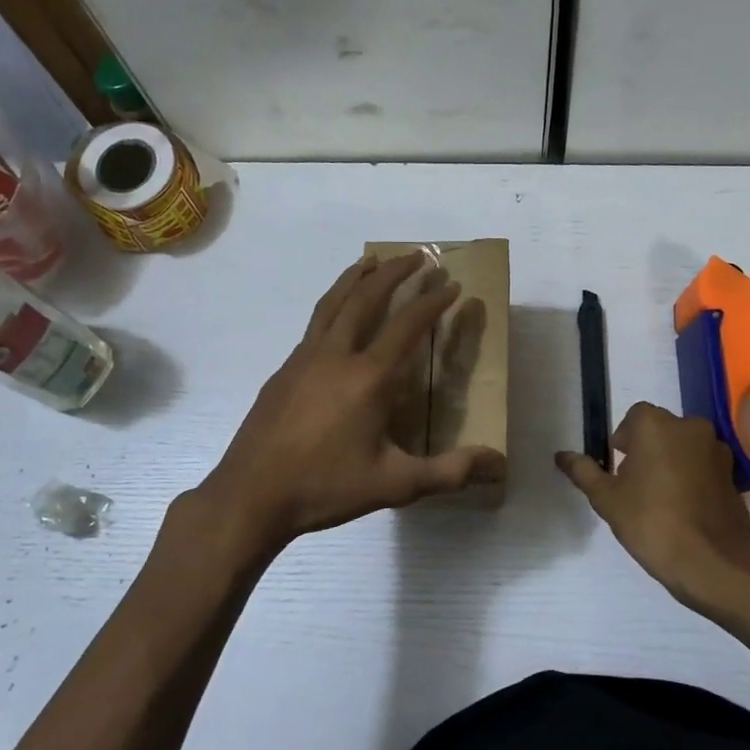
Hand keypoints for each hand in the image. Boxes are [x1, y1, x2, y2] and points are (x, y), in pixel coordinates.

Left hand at [200, 253, 504, 549]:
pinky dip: (331, 305)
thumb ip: (448, 471)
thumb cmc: (326, 487)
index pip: (408, 325)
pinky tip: (335, 318)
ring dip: (355, 278)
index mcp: (368, 377)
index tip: (451, 284)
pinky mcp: (283, 370)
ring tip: (370, 261)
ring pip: (332, 303)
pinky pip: (313, 324)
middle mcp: (335, 355)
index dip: (432, 302)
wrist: (251, 494)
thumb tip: (498, 462)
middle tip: (416, 255)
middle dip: (394, 272)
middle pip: (366, 298)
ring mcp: (303, 359)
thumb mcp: (394, 484)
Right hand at [556, 402, 749, 612]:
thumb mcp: (606, 498)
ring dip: (672, 461)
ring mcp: (718, 451)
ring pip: (686, 447)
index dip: (623, 438)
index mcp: (658, 425)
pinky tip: (684, 508)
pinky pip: (705, 467)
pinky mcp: (734, 476)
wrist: (708, 560)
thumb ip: (583, 471)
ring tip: (660, 496)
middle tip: (635, 483)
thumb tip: (561, 455)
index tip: (617, 465)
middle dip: (647, 448)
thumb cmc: (649, 521)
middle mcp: (691, 428)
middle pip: (662, 429)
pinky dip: (694, 478)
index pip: (635, 416)